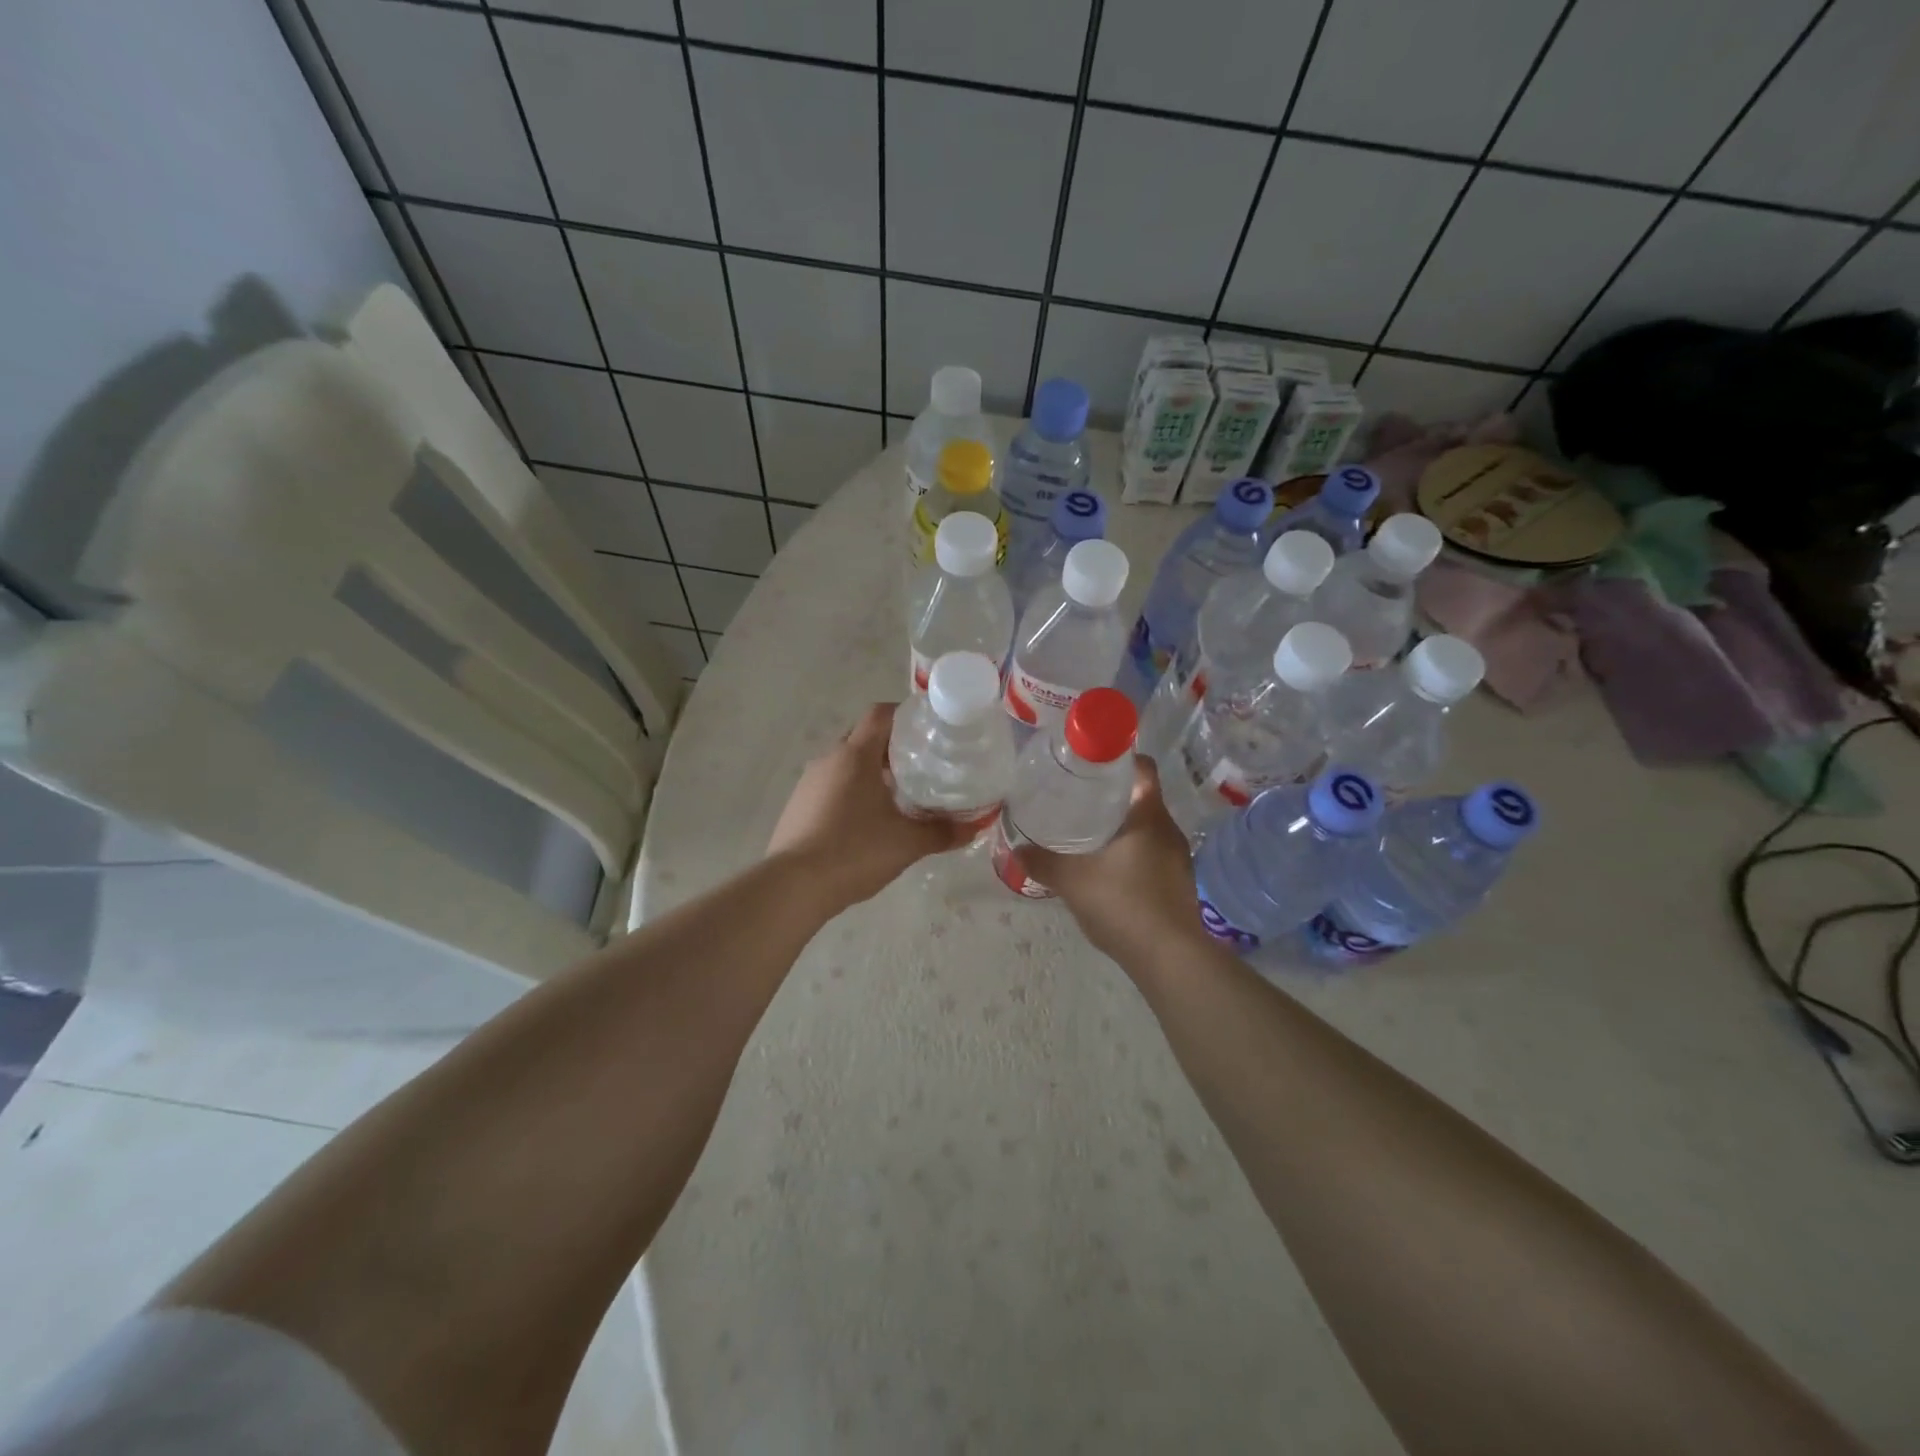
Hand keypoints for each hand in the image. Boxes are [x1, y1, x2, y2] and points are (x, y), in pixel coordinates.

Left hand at [766, 703, 974, 912]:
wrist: (794, 887)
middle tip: (921, 764)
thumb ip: (943, 832)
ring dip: (870, 771)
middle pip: (863, 737)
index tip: (928, 729)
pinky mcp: (798, 806)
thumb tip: (975, 826)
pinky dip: (851, 791)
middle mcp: (828, 760)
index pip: (880, 715)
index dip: (905, 714)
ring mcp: (808, 783)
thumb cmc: (854, 852)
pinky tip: (866, 821)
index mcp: (855, 756)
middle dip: (891, 746)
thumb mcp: (907, 843)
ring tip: (898, 794)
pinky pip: (830, 786)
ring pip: (845, 763)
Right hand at [1016, 758, 1206, 960]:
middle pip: (1142, 798)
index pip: (1142, 768)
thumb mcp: (1073, 881)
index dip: (1119, 760)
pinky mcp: (1179, 884)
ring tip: (1088, 834)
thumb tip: (1016, 849)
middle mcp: (1169, 830)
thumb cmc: (1123, 904)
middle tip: (1077, 799)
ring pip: (1147, 829)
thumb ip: (1043, 862)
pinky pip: (1152, 854)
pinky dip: (1131, 854)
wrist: (1170, 958)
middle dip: (1112, 797)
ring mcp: (1178, 859)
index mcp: (1149, 816)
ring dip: (1121, 828)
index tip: (1090, 764)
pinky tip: (1107, 871)